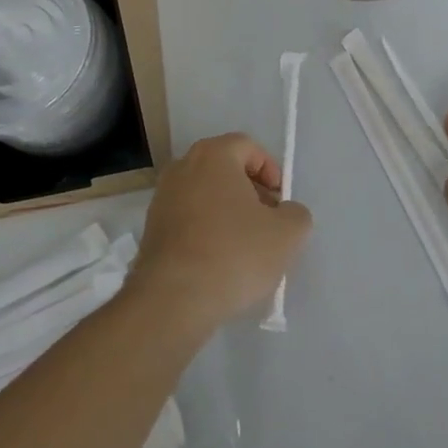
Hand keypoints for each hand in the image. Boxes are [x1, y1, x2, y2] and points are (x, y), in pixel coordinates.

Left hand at [129, 133, 312, 328]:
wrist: (172, 299)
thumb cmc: (234, 253)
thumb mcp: (287, 234)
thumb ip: (296, 214)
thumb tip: (285, 213)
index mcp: (213, 155)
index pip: (248, 147)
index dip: (271, 171)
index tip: (280, 203)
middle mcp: (183, 167)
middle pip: (225, 170)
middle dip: (250, 193)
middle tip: (267, 224)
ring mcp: (162, 198)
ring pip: (205, 196)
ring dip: (228, 214)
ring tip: (245, 249)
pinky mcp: (151, 230)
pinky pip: (188, 220)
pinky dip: (206, 232)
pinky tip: (219, 263)